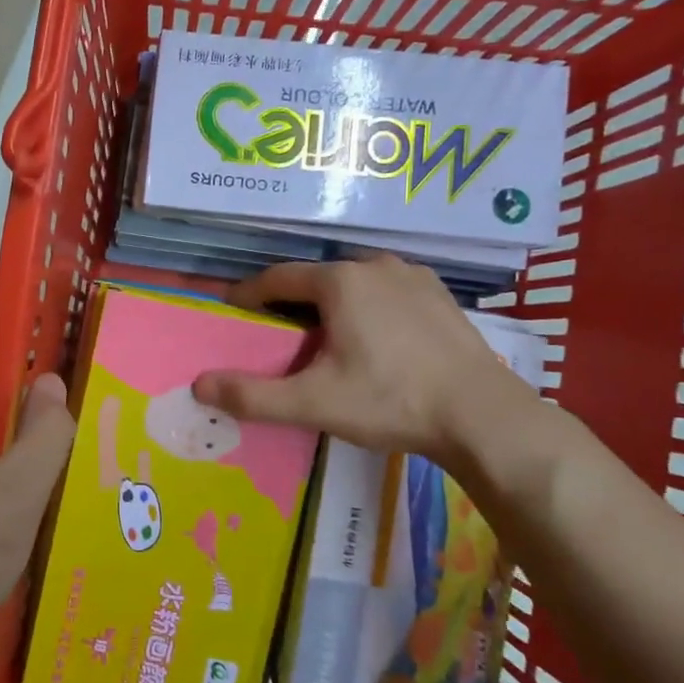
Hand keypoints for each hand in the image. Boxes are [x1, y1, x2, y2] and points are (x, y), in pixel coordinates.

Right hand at [192, 255, 533, 463]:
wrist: (484, 416)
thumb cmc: (390, 401)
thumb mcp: (313, 403)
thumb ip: (252, 395)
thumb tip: (198, 385)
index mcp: (339, 282)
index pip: (277, 278)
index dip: (249, 295)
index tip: (233, 313)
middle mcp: (374, 266)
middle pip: (315, 279)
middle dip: (291, 301)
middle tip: (277, 334)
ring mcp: (413, 277)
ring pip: (353, 283)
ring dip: (331, 302)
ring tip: (324, 336)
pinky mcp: (440, 296)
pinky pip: (387, 291)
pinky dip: (368, 306)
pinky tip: (374, 337)